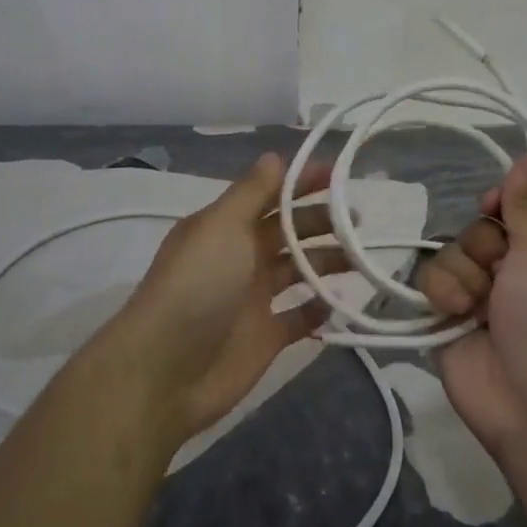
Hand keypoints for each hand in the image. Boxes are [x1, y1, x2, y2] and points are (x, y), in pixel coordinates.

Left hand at [99, 153, 345, 447]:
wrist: (167, 370)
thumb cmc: (197, 286)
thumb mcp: (221, 227)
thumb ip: (252, 192)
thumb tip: (275, 156)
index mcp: (226, 227)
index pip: (270, 195)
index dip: (301, 183)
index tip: (338, 175)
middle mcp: (240, 257)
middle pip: (288, 231)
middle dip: (321, 221)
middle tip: (355, 220)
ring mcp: (253, 298)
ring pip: (298, 270)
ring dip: (327, 261)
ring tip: (359, 258)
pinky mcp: (266, 337)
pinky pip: (300, 317)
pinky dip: (319, 309)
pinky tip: (338, 302)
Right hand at [413, 155, 526, 455]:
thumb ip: (526, 205)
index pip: (508, 212)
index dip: (497, 207)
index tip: (491, 207)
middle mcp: (507, 273)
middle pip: (473, 232)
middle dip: (479, 249)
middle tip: (497, 276)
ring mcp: (474, 298)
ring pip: (446, 256)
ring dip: (459, 277)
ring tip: (474, 308)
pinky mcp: (443, 320)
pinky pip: (427, 284)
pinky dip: (439, 295)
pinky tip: (453, 316)